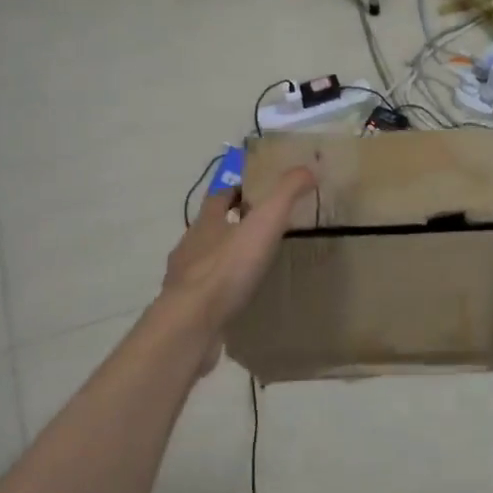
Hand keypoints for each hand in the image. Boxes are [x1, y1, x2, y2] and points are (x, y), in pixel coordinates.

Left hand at [159, 167, 315, 373]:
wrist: (193, 323)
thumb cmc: (228, 268)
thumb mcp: (264, 223)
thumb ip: (285, 194)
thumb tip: (307, 168)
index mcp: (206, 222)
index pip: (218, 195)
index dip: (235, 188)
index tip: (254, 188)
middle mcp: (190, 245)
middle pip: (210, 227)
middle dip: (230, 223)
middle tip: (260, 227)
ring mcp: (185, 279)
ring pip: (206, 260)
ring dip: (224, 258)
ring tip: (252, 265)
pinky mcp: (187, 309)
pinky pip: (207, 293)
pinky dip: (221, 290)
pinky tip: (238, 299)